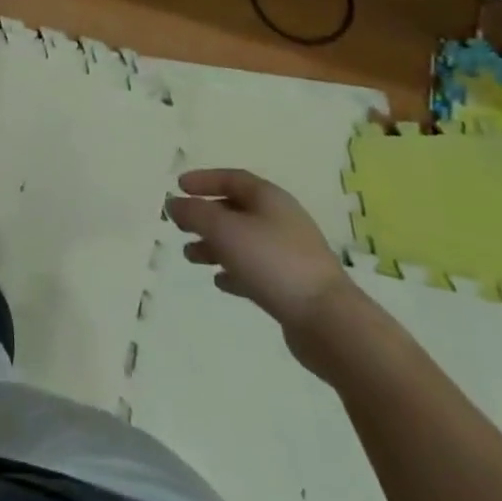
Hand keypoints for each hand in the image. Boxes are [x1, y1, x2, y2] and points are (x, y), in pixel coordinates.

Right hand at [166, 168, 351, 336]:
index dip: (204, 180)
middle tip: (180, 226)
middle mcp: (281, 220)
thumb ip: (195, 213)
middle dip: (205, 217)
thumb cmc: (273, 262)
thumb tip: (173, 203)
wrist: (328, 322)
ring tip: (191, 257)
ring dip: (215, 246)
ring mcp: (289, 254)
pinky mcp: (292, 286)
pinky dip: (234, 272)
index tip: (178, 187)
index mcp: (269, 198)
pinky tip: (219, 282)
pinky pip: (255, 270)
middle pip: (236, 210)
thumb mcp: (224, 230)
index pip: (232, 178)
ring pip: (243, 241)